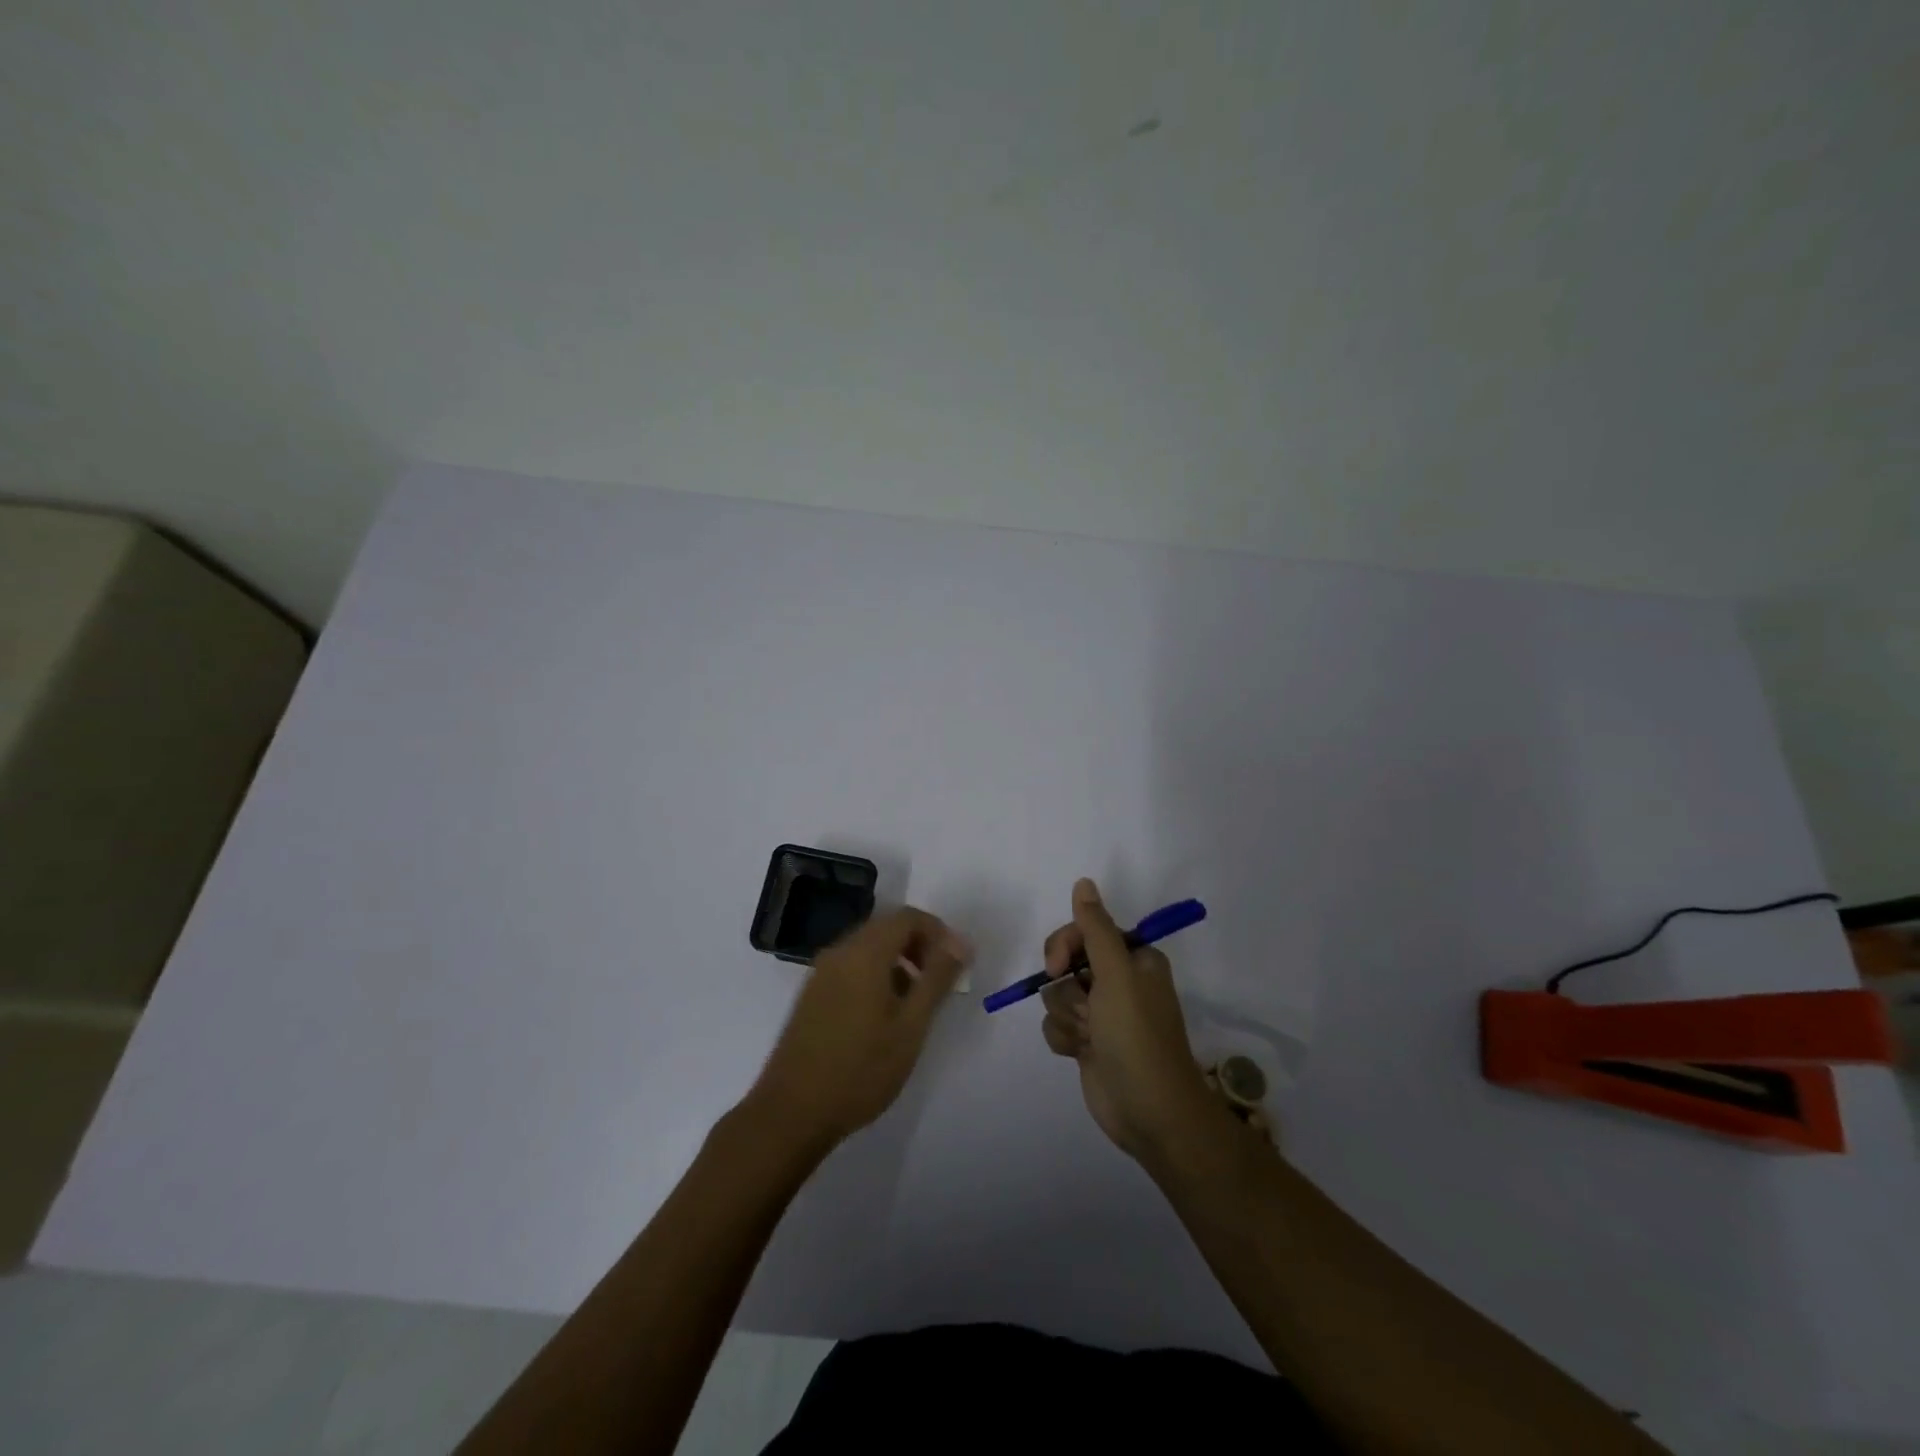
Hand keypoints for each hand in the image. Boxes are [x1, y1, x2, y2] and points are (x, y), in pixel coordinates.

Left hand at [746, 908, 971, 1154]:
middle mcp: (839, 952)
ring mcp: (821, 973)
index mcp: (864, 952)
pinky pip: (852, 967)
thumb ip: (937, 979)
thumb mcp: (911, 1026)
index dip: (938, 932)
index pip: (908, 917)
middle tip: (941, 983)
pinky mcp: (812, 994)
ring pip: (869, 948)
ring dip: (899, 962)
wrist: (791, 1112)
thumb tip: (960, 942)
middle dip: (920, 946)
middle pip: (887, 928)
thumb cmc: (860, 1070)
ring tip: (917, 1003)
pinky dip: (876, 975)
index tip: (956, 964)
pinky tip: (885, 1015)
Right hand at [1040, 879, 1216, 1161]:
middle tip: (1083, 1009)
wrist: (1150, 1113)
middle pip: (1065, 962)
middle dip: (1067, 987)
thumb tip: (1083, 882)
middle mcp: (1117, 981)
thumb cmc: (1137, 1036)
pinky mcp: (1088, 1042)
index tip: (1058, 965)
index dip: (1066, 945)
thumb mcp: (1117, 975)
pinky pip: (1056, 1024)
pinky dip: (1063, 1038)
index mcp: (1133, 958)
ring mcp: (1101, 1013)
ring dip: (1067, 1017)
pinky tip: (1081, 1053)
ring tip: (1090, 1038)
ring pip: (1057, 995)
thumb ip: (1096, 928)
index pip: (1085, 931)